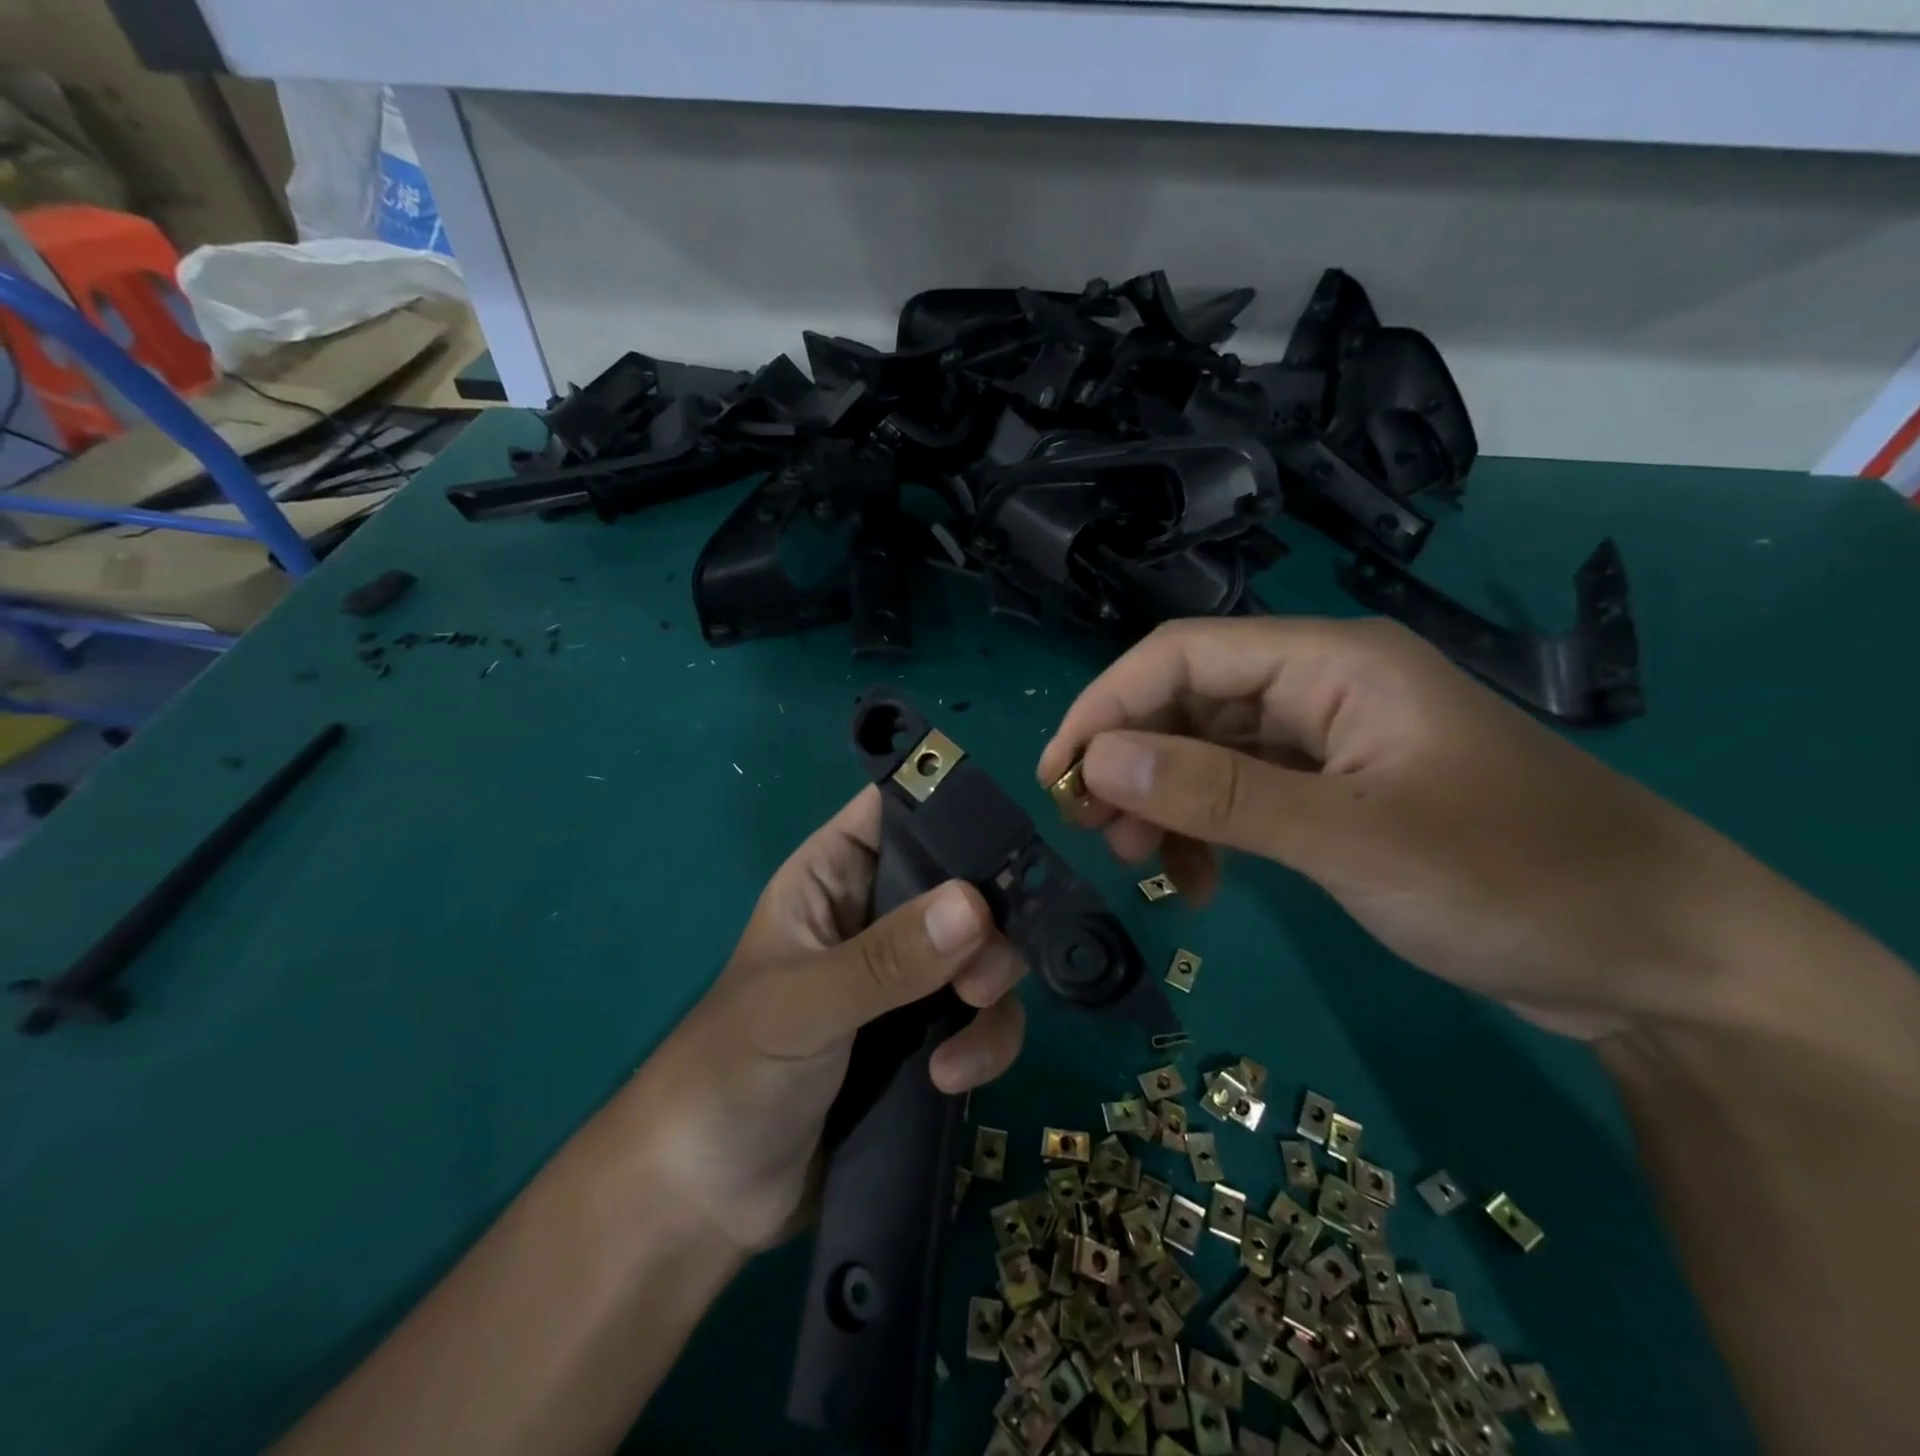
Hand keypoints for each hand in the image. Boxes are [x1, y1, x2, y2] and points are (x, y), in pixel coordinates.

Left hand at [627, 787, 1026, 1252]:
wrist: (709, 1196)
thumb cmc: (732, 1072)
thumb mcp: (804, 1005)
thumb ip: (886, 959)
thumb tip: (975, 905)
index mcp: (832, 877)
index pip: (897, 810)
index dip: (950, 809)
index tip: (1007, 841)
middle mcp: (877, 915)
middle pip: (962, 882)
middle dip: (989, 923)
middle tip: (983, 974)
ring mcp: (906, 978)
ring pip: (983, 951)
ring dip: (991, 991)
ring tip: (965, 1035)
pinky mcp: (927, 1036)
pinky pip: (983, 1016)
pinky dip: (985, 1042)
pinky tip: (951, 1080)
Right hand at [1037, 617, 1774, 1039]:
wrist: (1659, 960)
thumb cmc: (1514, 879)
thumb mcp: (1352, 838)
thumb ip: (1219, 795)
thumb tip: (1097, 765)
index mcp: (1331, 662)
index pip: (1182, 655)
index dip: (1108, 707)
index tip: (1058, 775)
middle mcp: (1322, 687)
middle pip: (1189, 702)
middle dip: (1129, 761)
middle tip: (1088, 829)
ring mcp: (1330, 744)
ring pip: (1210, 754)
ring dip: (1163, 801)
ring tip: (1138, 863)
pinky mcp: (1338, 796)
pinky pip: (1244, 797)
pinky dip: (1208, 833)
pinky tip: (1199, 883)